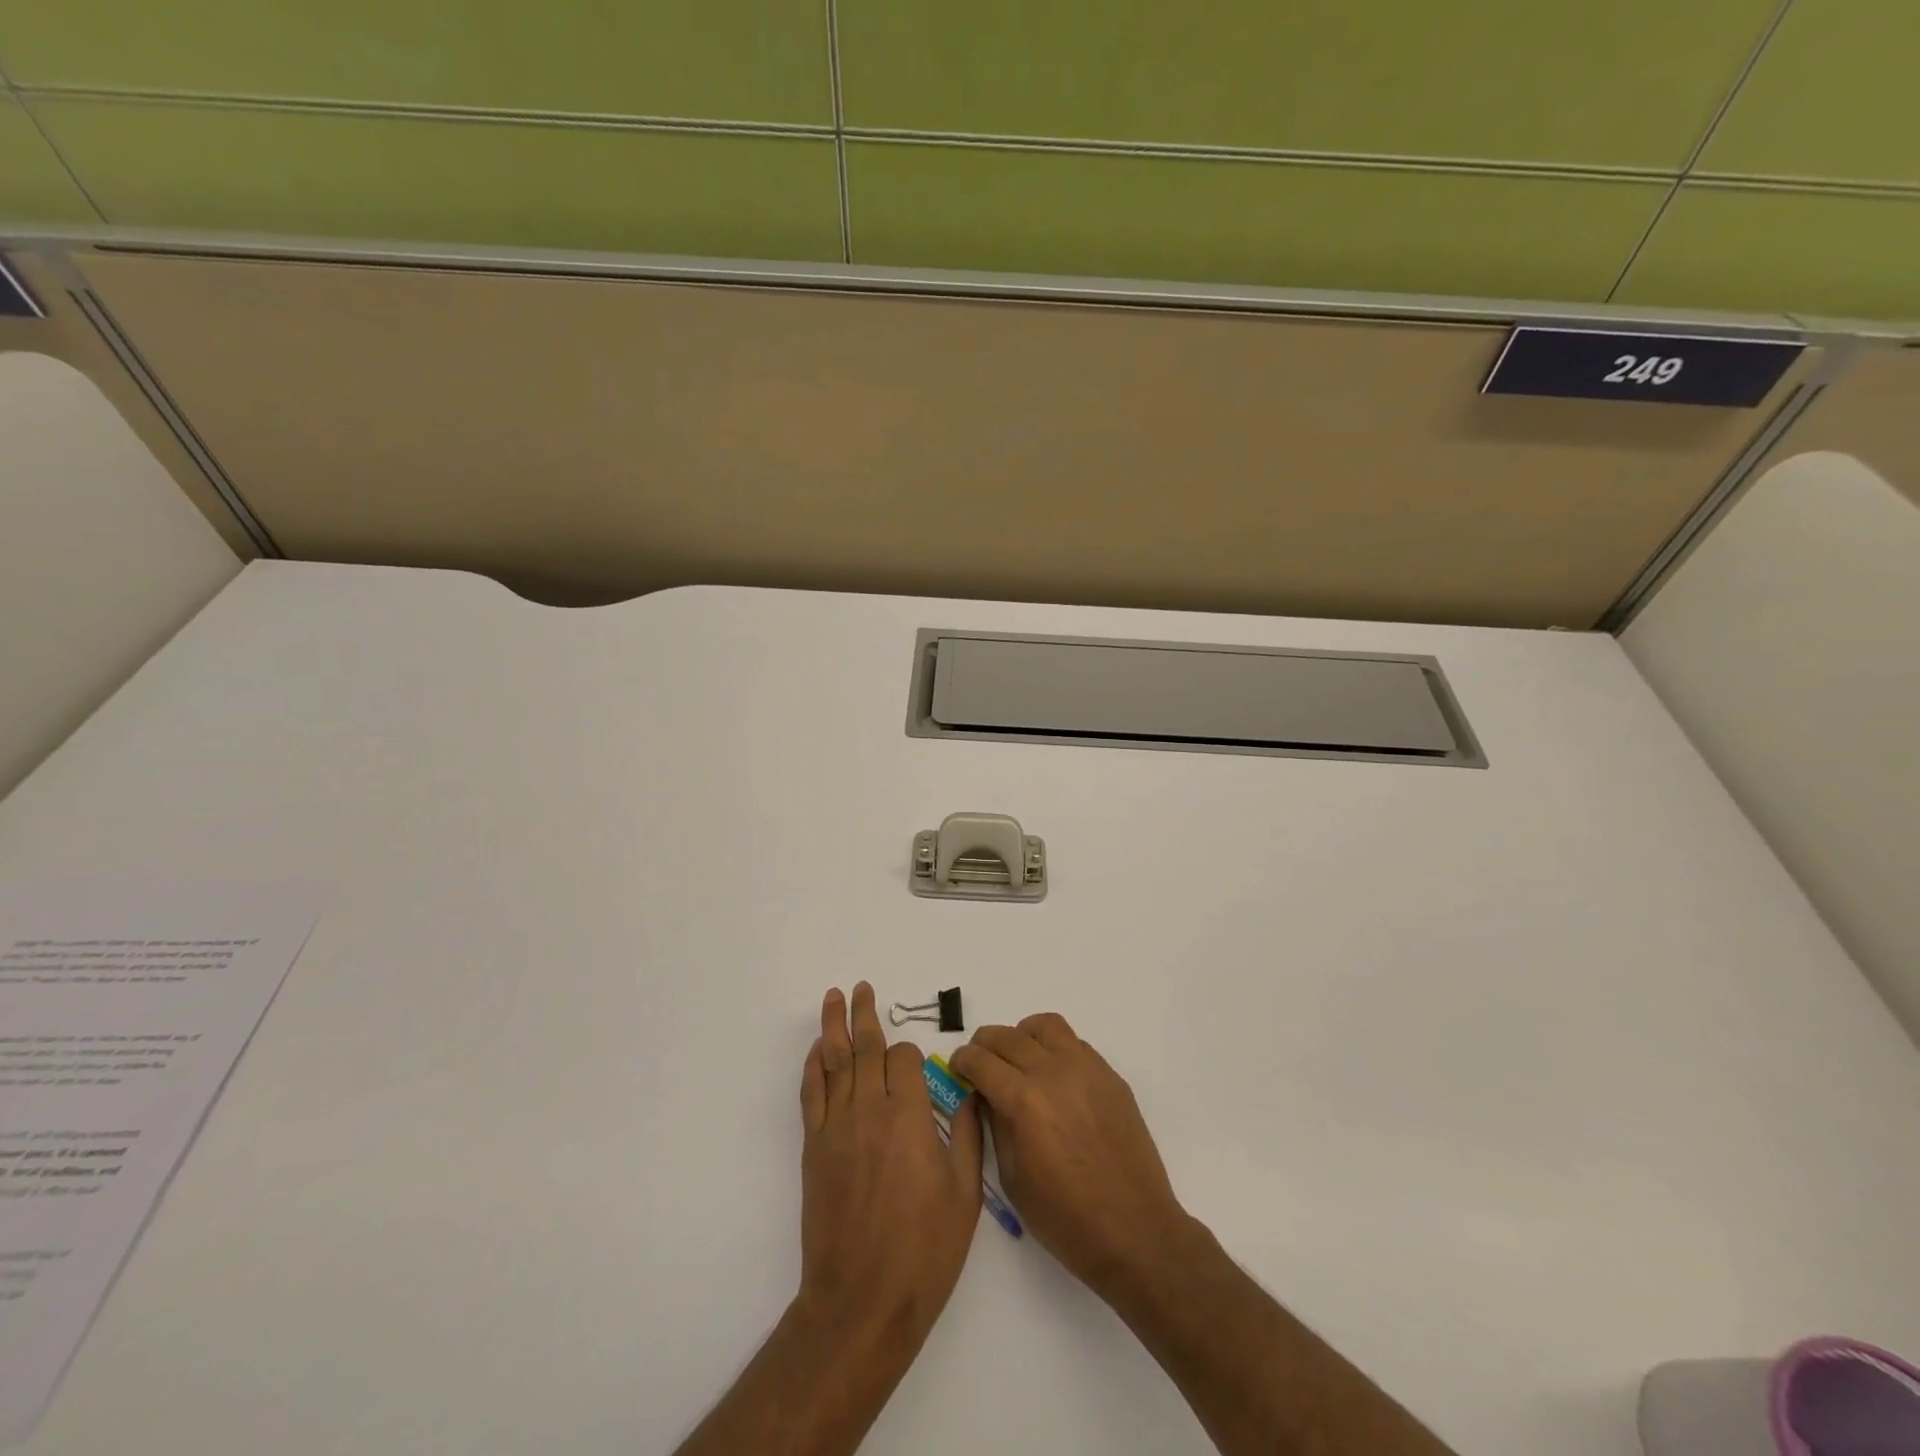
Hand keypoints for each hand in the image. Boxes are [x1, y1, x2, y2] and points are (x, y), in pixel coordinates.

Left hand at [797, 983, 982, 1347]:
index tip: (917, 1067)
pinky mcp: (814, 1148)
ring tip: (833, 997)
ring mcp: (837, 1127)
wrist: (862, 1301)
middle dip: (864, 1013)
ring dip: (834, 1027)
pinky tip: (816, 1050)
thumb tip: (965, 1093)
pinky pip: (811, 1094)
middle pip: (866, 1048)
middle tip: (860, 986)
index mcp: (909, 1117)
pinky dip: (812, 1067)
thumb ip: (966, 1135)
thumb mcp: (965, 1194)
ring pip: (835, 1062)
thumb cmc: (924, 1250)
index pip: (904, 1060)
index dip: (911, 1056)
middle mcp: (870, 1110)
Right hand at [951, 1013, 1189, 1300]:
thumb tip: (986, 1096)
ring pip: (1045, 1026)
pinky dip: (1054, 1049)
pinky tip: (1053, 1078)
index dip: (962, 1061)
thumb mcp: (1013, 1179)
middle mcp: (1054, 1072)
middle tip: (981, 1064)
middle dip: (985, 1045)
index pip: (981, 1060)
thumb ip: (995, 1126)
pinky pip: (1075, 1044)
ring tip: (1018, 1061)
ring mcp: (1086, 1069)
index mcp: (1024, 1101)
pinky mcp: (1110, 1076)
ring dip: (1022, 1036)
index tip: (958, 1068)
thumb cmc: (1066, 1219)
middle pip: (1007, 1036)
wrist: (1135, 1232)